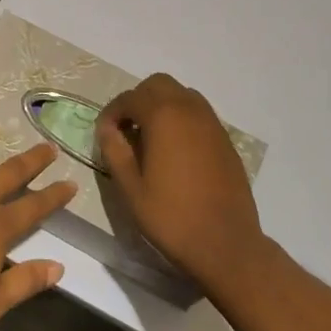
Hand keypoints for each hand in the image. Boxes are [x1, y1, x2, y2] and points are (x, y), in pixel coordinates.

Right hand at [96, 73, 264, 292]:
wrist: (226, 245)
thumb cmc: (172, 217)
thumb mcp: (130, 188)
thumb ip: (115, 151)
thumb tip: (107, 129)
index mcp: (164, 117)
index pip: (130, 98)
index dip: (112, 112)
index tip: (104, 134)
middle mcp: (190, 110)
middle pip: (159, 84)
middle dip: (138, 100)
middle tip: (127, 129)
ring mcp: (212, 124)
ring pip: (182, 94)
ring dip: (162, 105)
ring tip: (150, 137)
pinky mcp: (225, 140)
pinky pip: (199, 114)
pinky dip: (182, 119)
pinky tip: (175, 150)